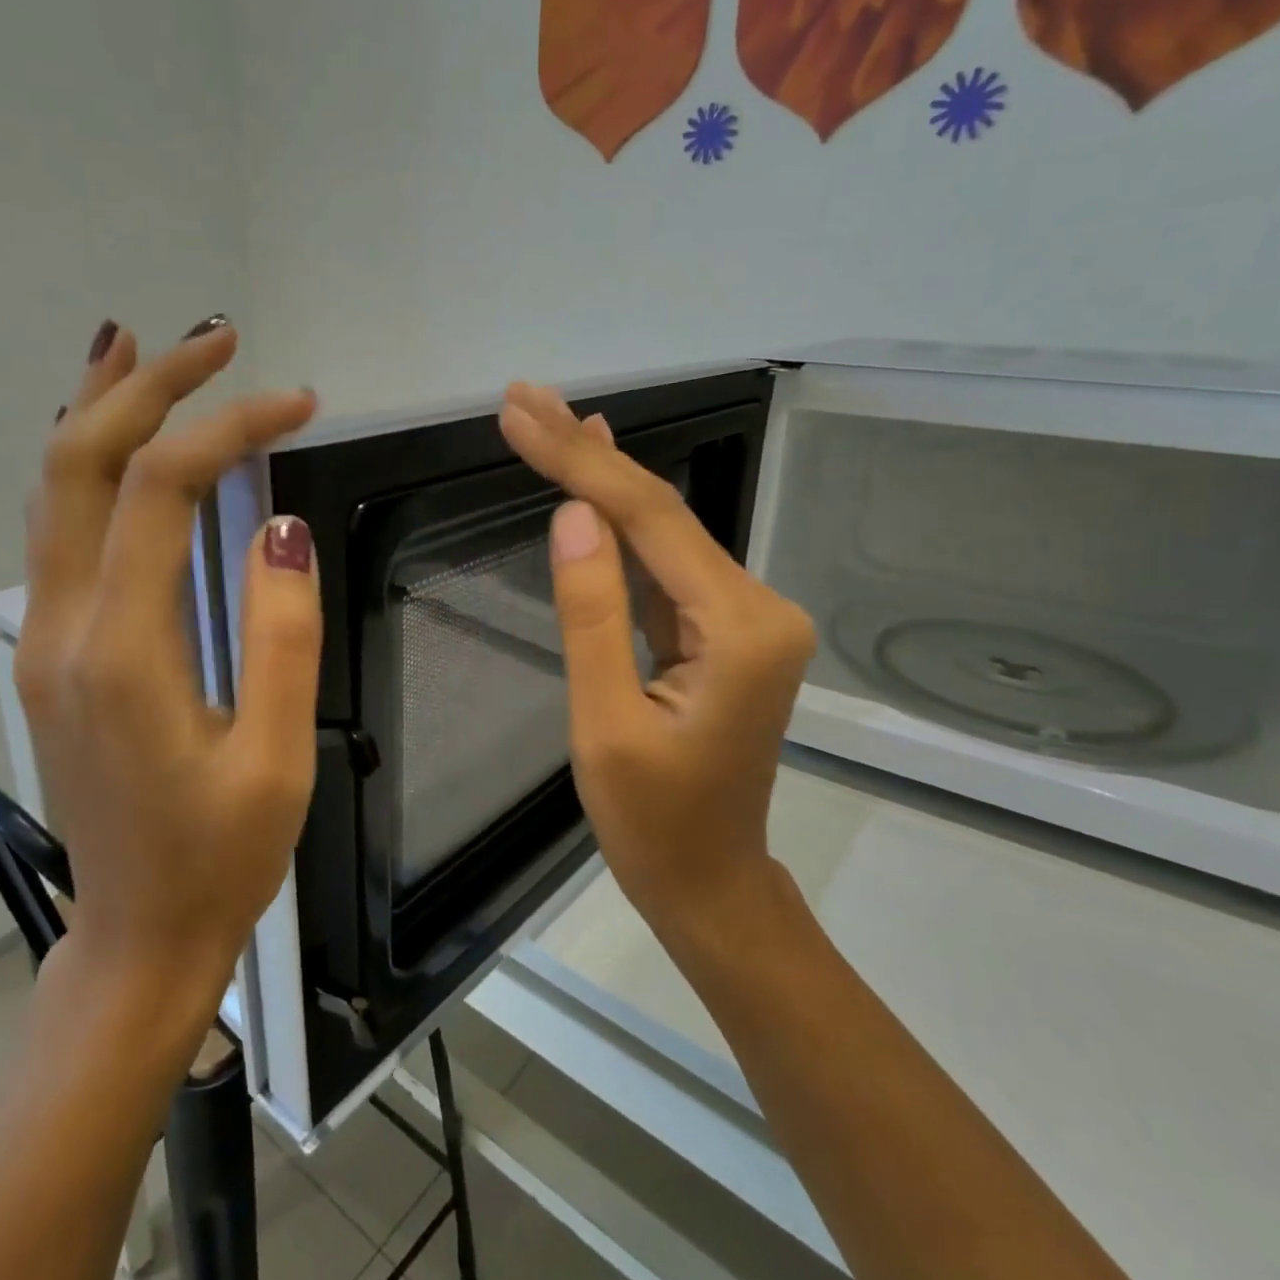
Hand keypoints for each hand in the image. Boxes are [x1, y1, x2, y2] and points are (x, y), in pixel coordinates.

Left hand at [14, 316, 320, 990]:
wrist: (138, 934)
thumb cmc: (222, 857)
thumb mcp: (278, 756)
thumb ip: (281, 637)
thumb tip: (279, 527)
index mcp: (123, 651)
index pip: (162, 491)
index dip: (228, 428)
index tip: (299, 403)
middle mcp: (64, 628)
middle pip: (79, 464)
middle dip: (146, 387)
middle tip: (214, 339)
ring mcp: (46, 639)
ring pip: (52, 490)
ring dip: (97, 408)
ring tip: (141, 347)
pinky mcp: (54, 653)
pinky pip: (58, 530)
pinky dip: (84, 463)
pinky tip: (113, 438)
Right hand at [497, 382, 817, 951]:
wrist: (710, 882)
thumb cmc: (654, 824)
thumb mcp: (605, 724)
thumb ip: (593, 614)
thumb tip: (572, 516)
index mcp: (741, 629)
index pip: (650, 520)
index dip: (579, 462)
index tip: (520, 414)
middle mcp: (758, 607)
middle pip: (662, 513)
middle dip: (588, 454)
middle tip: (526, 398)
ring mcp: (745, 618)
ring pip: (663, 533)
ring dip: (603, 479)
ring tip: (549, 420)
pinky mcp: (723, 631)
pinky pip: (667, 566)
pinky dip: (624, 525)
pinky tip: (596, 484)